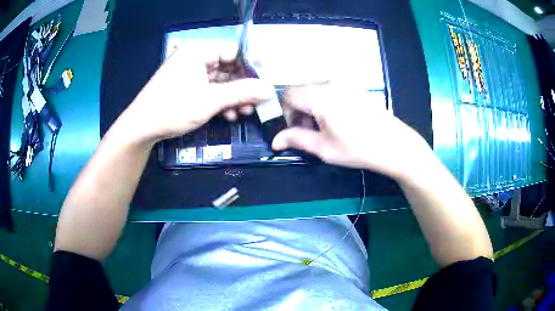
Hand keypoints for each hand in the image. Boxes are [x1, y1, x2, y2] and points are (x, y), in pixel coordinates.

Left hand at [119, 41, 274, 144]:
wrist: (141, 129)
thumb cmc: (173, 108)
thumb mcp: (210, 100)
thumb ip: (242, 92)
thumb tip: (269, 89)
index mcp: (197, 52)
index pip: (232, 51)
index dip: (251, 64)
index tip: (265, 79)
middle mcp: (194, 59)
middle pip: (227, 67)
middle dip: (243, 85)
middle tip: (257, 100)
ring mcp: (190, 74)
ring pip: (220, 81)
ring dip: (234, 96)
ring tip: (246, 111)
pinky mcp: (187, 88)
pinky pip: (210, 90)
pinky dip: (221, 101)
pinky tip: (230, 114)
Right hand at [272, 83, 433, 179]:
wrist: (394, 145)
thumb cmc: (358, 148)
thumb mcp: (324, 148)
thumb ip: (296, 139)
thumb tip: (274, 141)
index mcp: (319, 95)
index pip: (287, 94)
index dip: (285, 112)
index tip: (295, 130)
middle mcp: (329, 82)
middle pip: (300, 90)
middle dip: (297, 110)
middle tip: (308, 132)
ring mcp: (343, 82)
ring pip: (313, 90)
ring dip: (310, 106)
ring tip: (323, 128)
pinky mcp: (353, 86)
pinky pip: (328, 89)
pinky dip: (323, 102)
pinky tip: (336, 119)